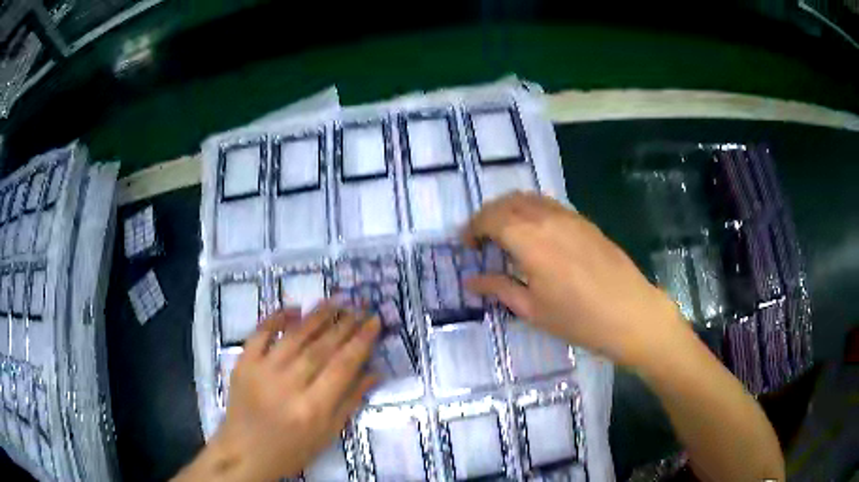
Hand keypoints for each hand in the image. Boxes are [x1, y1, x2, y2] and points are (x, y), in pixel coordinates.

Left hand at [178, 304, 380, 481]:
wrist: (245, 452)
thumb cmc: (291, 450)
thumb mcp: (328, 435)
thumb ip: (351, 402)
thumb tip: (374, 371)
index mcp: (313, 408)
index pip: (342, 367)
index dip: (361, 342)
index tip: (374, 321)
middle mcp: (288, 386)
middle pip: (321, 348)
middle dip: (343, 324)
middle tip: (359, 306)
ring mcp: (262, 371)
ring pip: (294, 336)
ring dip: (316, 316)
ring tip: (335, 301)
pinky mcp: (243, 364)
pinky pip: (260, 334)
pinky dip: (276, 318)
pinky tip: (294, 308)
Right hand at [463, 192, 683, 366]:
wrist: (630, 313)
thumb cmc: (578, 319)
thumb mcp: (532, 309)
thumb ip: (499, 288)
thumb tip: (471, 281)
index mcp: (529, 240)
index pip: (490, 219)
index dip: (473, 228)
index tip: (467, 246)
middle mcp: (547, 218)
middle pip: (507, 203)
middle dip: (487, 216)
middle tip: (481, 239)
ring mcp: (569, 216)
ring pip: (529, 198)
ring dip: (509, 209)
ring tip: (504, 233)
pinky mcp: (584, 221)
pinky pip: (549, 205)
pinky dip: (531, 210)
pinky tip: (534, 233)